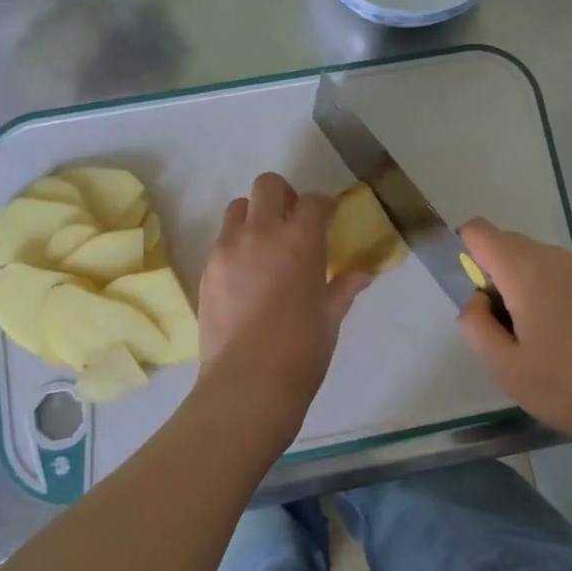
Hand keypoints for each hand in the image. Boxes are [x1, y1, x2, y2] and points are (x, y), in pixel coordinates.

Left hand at [198, 173, 371, 419]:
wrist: (247, 384)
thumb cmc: (301, 352)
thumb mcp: (330, 318)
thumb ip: (344, 287)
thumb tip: (364, 273)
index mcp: (300, 242)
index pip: (312, 201)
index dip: (322, 205)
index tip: (327, 218)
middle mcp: (261, 234)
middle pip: (268, 186)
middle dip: (283, 195)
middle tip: (292, 222)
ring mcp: (228, 250)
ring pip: (238, 208)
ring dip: (254, 216)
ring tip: (265, 246)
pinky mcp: (206, 270)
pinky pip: (222, 241)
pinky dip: (236, 245)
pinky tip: (246, 276)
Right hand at [457, 218, 571, 454]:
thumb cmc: (564, 388)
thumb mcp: (502, 366)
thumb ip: (474, 322)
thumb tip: (478, 297)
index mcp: (526, 272)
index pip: (479, 232)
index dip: (467, 256)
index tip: (480, 299)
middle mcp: (555, 258)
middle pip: (507, 243)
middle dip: (495, 274)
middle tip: (509, 327)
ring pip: (535, 257)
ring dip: (523, 282)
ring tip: (540, 334)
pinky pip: (560, 270)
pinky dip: (549, 288)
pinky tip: (567, 333)